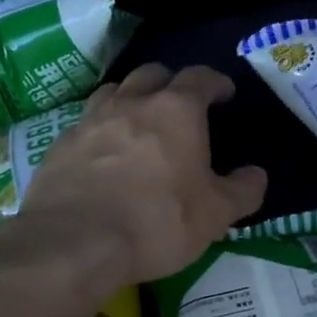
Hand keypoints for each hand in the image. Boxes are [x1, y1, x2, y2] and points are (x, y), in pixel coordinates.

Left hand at [16, 63, 267, 285]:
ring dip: (131, 98)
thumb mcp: (215, 214)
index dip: (216, 82)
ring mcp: (91, 120)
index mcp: (177, 110)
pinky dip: (101, 129)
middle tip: (180, 105)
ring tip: (139, 121)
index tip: (224, 93)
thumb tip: (256, 175)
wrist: (74, 242)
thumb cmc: (157, 221)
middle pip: (153, 73)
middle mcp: (132, 103)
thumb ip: (242, 191)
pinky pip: (86, 123)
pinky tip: (103, 154)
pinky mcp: (59, 144)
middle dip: (170, 83)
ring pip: (114, 91)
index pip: (200, 77)